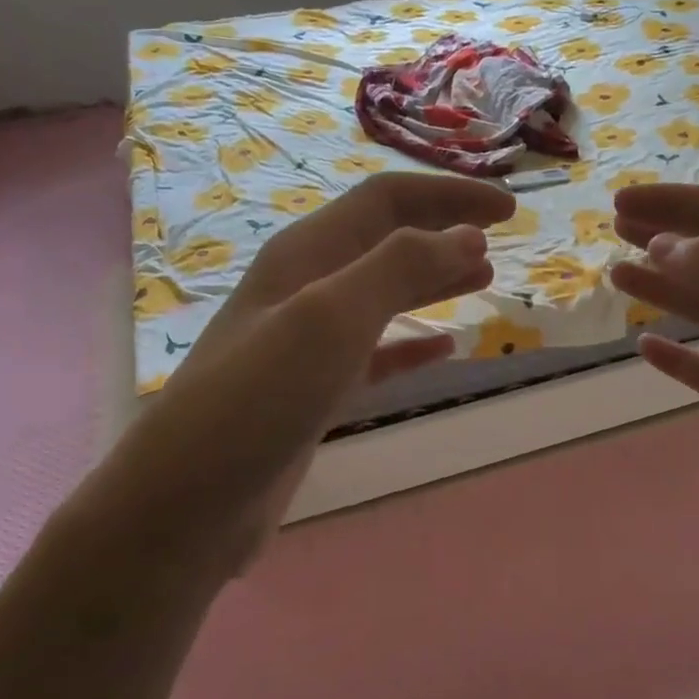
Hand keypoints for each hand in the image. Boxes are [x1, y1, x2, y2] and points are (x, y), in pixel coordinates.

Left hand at [73, 172, 513, 577]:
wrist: (190, 502)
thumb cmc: (258, 399)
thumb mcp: (330, 318)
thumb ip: (399, 268)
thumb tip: (467, 235)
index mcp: (306, 255)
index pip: (387, 201)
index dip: (448, 196)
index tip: (508, 210)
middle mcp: (305, 288)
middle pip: (385, 239)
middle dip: (443, 229)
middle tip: (501, 237)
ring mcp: (308, 342)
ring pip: (384, 293)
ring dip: (433, 278)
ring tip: (484, 276)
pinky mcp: (314, 392)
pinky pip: (376, 353)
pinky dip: (413, 344)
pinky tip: (445, 349)